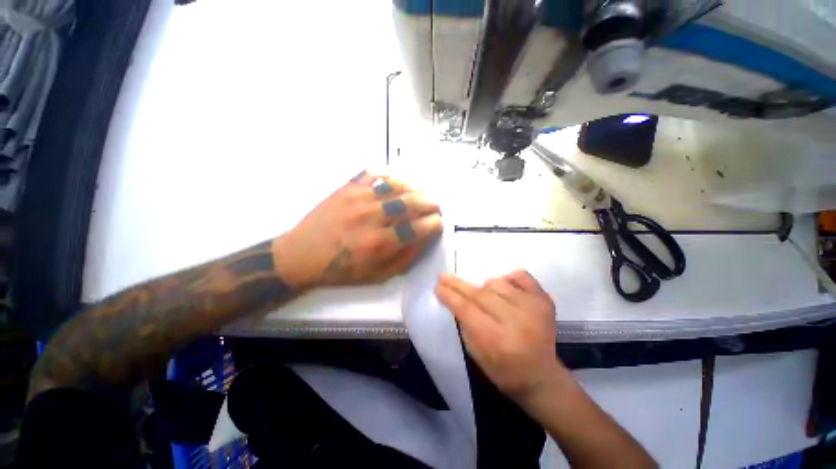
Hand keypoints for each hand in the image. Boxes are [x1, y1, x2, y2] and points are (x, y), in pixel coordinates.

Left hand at [274, 171, 442, 288]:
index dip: (433, 224)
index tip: (438, 223)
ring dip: (415, 187)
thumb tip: (423, 238)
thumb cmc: (341, 270)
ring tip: (422, 192)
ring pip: (396, 185)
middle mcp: (371, 218)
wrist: (302, 254)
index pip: (417, 228)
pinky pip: (373, 173)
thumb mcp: (377, 276)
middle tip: (436, 205)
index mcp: (378, 244)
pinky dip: (390, 174)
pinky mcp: (347, 188)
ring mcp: (358, 198)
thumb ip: (404, 258)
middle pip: (410, 203)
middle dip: (430, 203)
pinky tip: (397, 180)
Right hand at [435, 270, 565, 398]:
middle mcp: (517, 321)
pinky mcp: (544, 300)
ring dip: (484, 287)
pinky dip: (508, 278)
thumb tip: (454, 298)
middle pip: (480, 294)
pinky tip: (504, 287)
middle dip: (458, 285)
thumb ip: (464, 325)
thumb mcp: (476, 355)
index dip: (450, 296)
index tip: (438, 287)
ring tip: (482, 296)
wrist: (542, 377)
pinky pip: (521, 276)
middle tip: (444, 277)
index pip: (467, 310)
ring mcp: (534, 308)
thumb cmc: (504, 371)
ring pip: (497, 283)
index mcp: (498, 341)